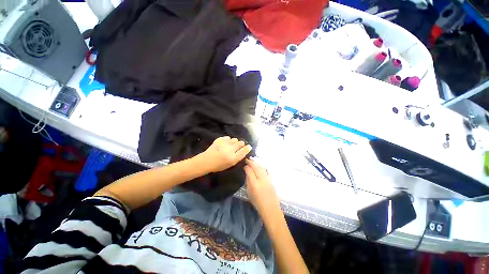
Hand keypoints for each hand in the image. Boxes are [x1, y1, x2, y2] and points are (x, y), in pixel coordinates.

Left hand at [199, 136, 251, 172]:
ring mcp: (224, 144)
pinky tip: (227, 143)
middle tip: (240, 145)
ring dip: (235, 141)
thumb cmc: (218, 165)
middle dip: (242, 144)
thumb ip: (237, 157)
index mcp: (233, 158)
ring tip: (232, 144)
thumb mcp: (230, 164)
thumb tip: (244, 150)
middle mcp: (230, 150)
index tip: (249, 146)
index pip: (244, 151)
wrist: (206, 161)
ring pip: (234, 139)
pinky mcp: (219, 140)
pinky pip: (228, 137)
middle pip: (240, 143)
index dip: (248, 148)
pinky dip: (229, 140)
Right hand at [244, 159, 280, 218]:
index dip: (247, 166)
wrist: (270, 208)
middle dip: (251, 162)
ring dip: (256, 163)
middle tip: (247, 159)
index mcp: (254, 183)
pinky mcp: (271, 179)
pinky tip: (259, 165)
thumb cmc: (257, 202)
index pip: (250, 170)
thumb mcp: (249, 192)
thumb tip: (247, 172)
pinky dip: (261, 166)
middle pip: (256, 167)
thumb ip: (248, 181)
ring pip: (261, 167)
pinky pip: (265, 169)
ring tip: (252, 160)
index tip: (244, 165)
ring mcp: (267, 178)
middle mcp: (261, 179)